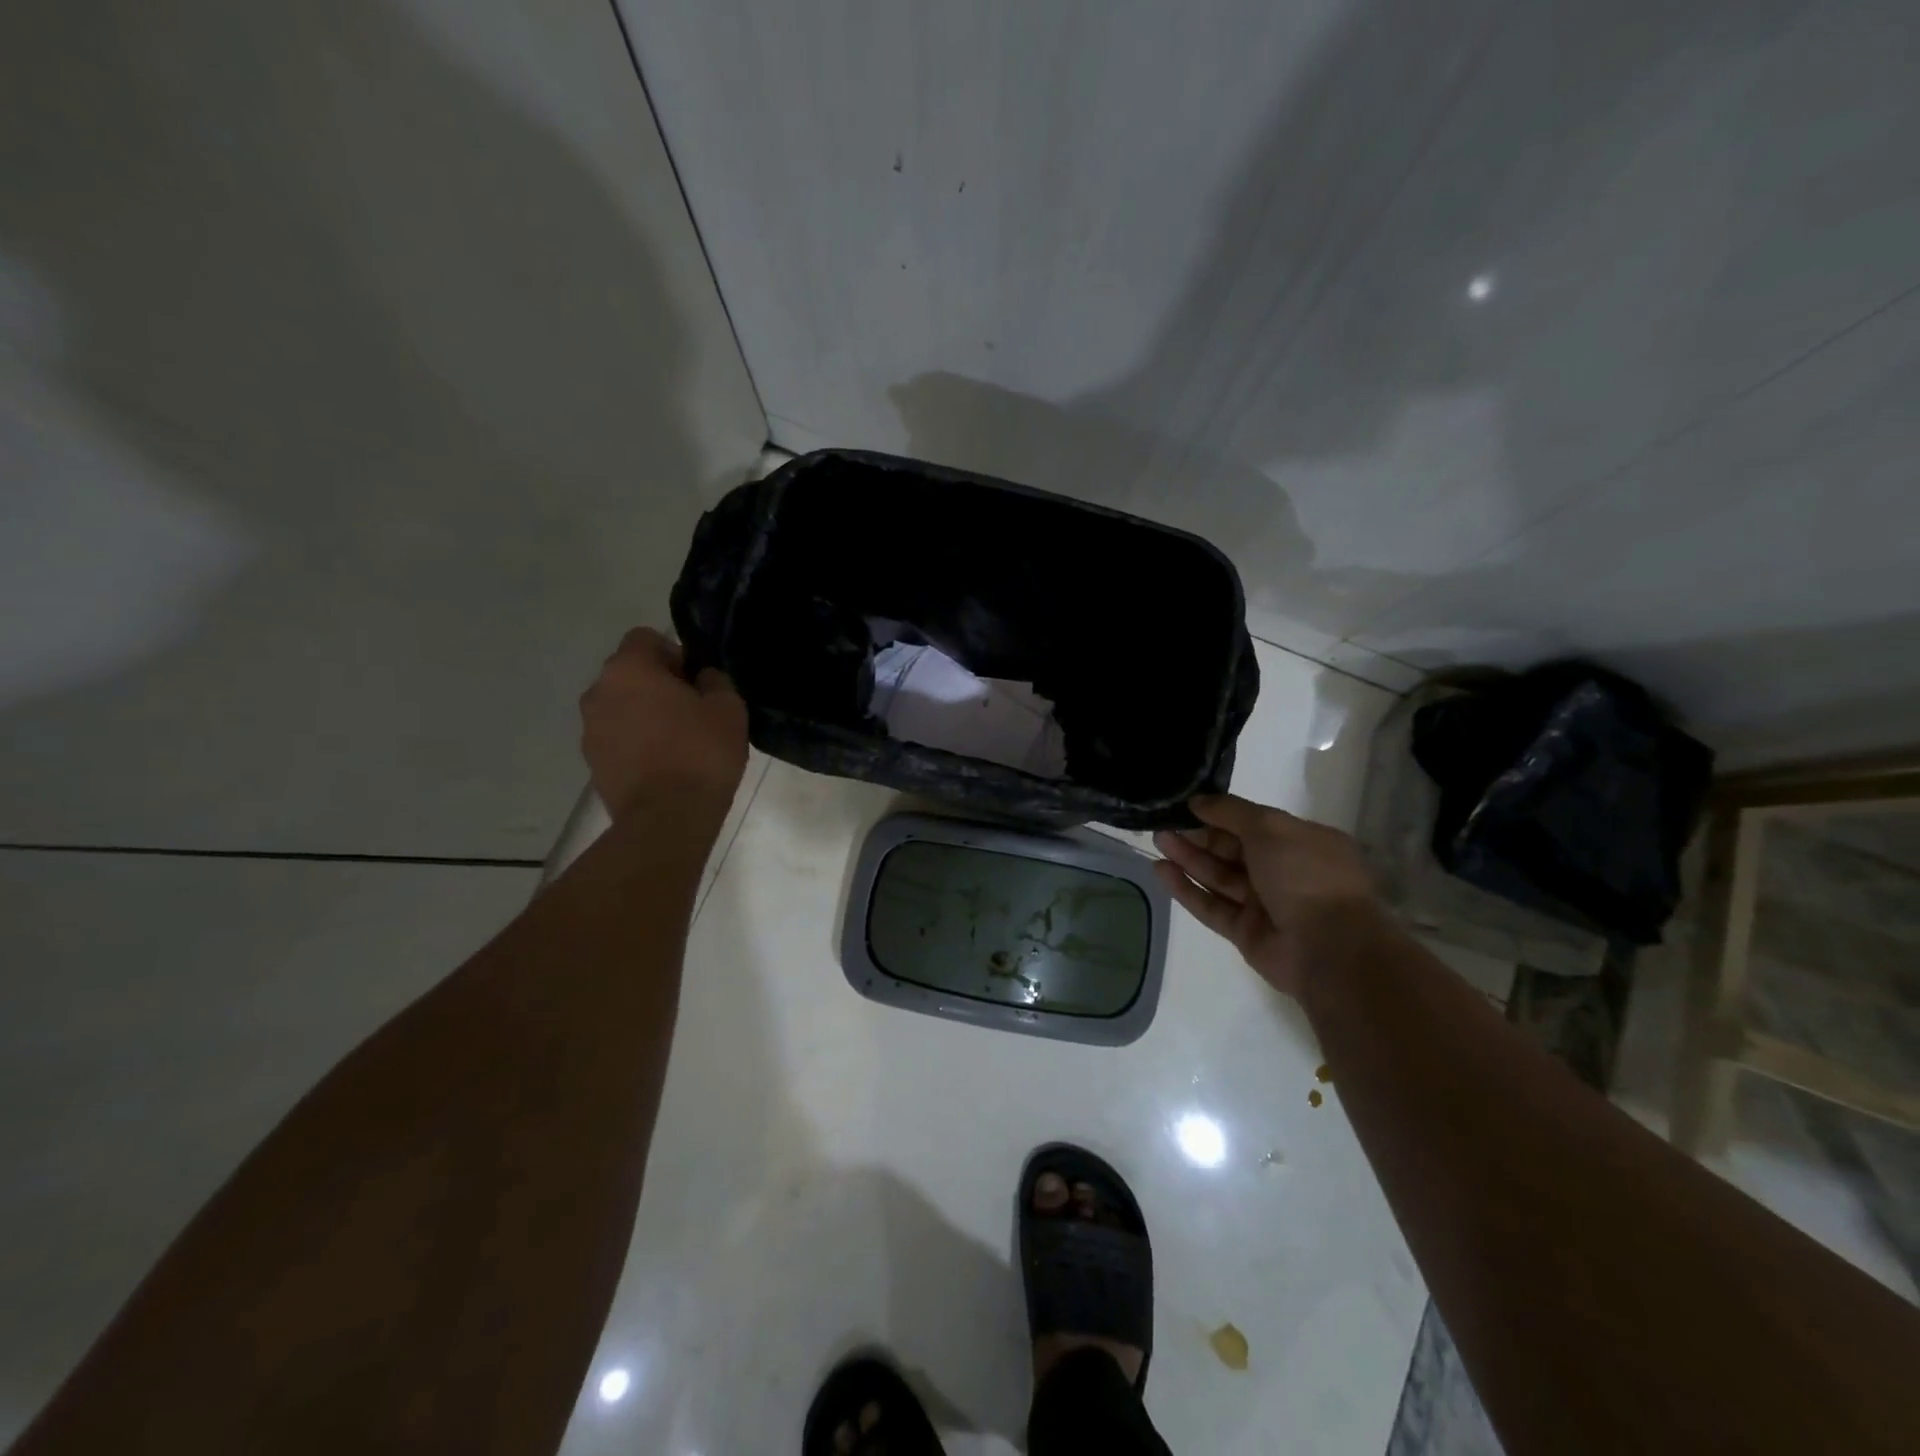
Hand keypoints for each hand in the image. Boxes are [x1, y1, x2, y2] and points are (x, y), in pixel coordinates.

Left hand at [580, 628, 747, 824]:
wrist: (667, 819)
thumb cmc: (701, 753)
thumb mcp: (728, 708)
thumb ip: (714, 681)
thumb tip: (702, 678)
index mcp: (629, 669)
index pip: (646, 638)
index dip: (674, 654)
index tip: (696, 682)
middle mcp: (598, 692)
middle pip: (630, 674)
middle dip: (658, 685)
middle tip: (692, 712)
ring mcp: (590, 729)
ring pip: (622, 707)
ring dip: (645, 715)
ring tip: (678, 743)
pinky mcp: (592, 762)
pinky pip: (618, 738)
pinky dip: (637, 743)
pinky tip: (664, 765)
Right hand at [1153, 795, 1382, 998]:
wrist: (1329, 948)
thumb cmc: (1306, 875)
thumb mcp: (1270, 828)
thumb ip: (1231, 811)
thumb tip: (1198, 800)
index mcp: (1303, 843)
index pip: (1254, 824)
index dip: (1221, 813)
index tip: (1187, 805)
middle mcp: (1285, 872)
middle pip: (1233, 850)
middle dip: (1199, 835)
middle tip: (1164, 822)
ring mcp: (1265, 904)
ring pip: (1219, 876)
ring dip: (1189, 858)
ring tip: (1157, 840)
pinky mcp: (1246, 932)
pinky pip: (1212, 905)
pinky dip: (1187, 888)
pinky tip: (1161, 871)